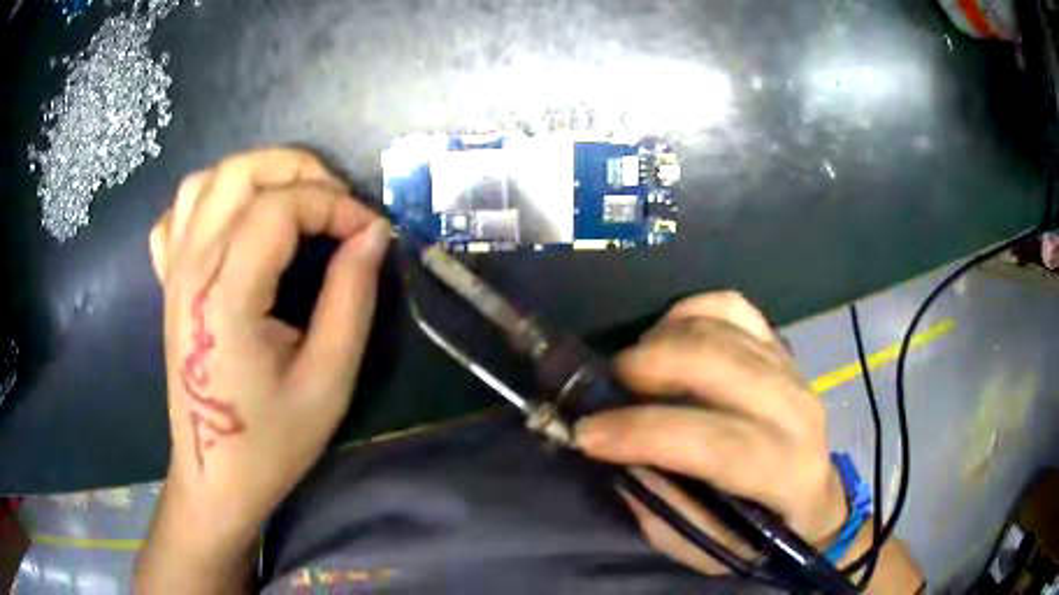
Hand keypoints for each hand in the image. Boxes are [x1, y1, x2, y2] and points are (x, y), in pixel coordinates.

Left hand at [137, 148, 389, 591]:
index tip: (370, 232)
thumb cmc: (271, 441)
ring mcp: (173, 273)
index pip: (280, 208)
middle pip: (239, 173)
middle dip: (298, 170)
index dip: (335, 205)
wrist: (214, 476)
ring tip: (292, 201)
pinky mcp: (168, 283)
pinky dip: (210, 200)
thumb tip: (373, 234)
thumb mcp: (328, 380)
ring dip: (256, 175)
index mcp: (225, 296)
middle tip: (337, 203)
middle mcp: (191, 269)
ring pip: (206, 181)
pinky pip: (178, 215)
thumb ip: (351, 298)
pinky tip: (234, 222)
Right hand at [575, 292, 846, 574]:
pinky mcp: (780, 347)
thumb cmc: (757, 537)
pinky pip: (733, 306)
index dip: (645, 434)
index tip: (588, 433)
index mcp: (785, 474)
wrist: (813, 503)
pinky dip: (691, 311)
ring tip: (633, 371)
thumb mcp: (704, 545)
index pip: (716, 443)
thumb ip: (662, 504)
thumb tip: (617, 453)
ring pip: (720, 329)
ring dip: (661, 341)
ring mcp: (791, 370)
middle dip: (648, 368)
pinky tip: (668, 336)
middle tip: (607, 388)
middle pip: (719, 365)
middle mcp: (796, 412)